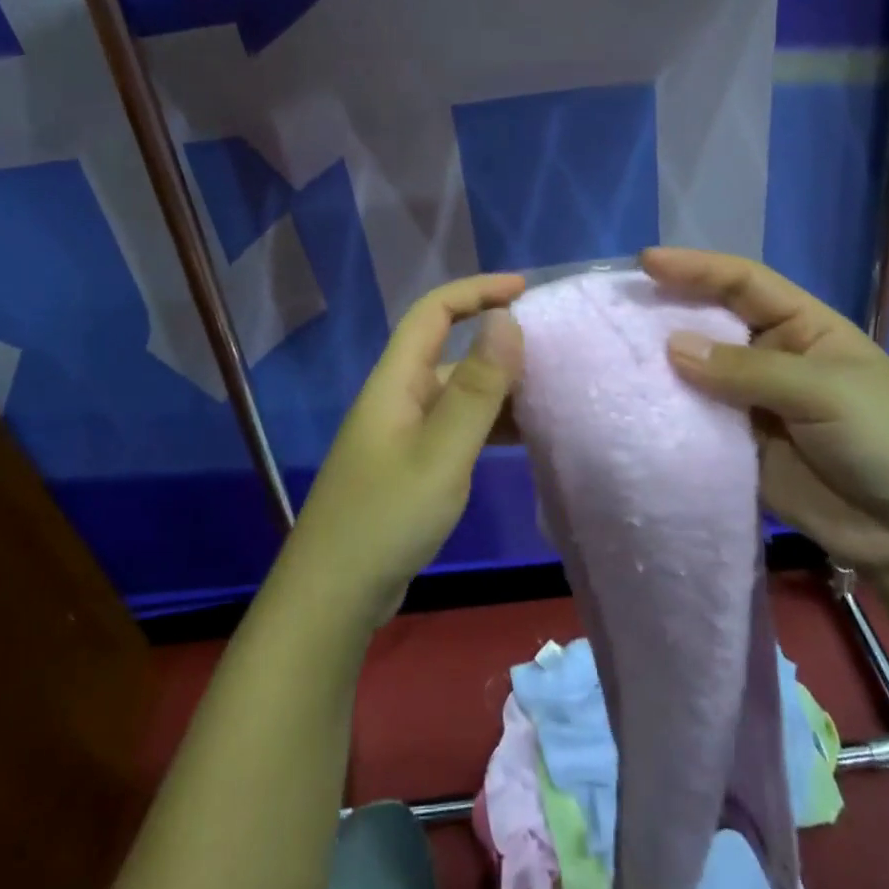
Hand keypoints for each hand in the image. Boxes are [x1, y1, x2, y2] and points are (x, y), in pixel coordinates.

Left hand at [285, 272, 525, 626]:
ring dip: (499, 389)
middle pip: (450, 351)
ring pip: (458, 394)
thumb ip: (477, 389)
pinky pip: (457, 428)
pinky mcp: (412, 466)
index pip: (434, 311)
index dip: (477, 290)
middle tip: (554, 354)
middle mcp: (399, 397)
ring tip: (550, 396)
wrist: (333, 597)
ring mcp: (404, 433)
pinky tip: (523, 440)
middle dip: (499, 345)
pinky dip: (490, 425)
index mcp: (397, 381)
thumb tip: (506, 320)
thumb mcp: (441, 452)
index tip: (525, 290)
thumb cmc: (386, 517)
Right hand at [642, 248, 888, 575]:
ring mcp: (755, 402)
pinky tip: (637, 404)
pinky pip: (699, 420)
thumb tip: (672, 346)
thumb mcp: (824, 392)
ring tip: (614, 353)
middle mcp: (774, 356)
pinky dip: (671, 411)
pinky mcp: (741, 446)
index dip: (696, 268)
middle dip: (670, 310)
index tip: (646, 262)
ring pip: (700, 371)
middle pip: (714, 321)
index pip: (743, 282)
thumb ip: (747, 370)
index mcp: (805, 326)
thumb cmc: (887, 442)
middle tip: (617, 307)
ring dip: (663, 363)